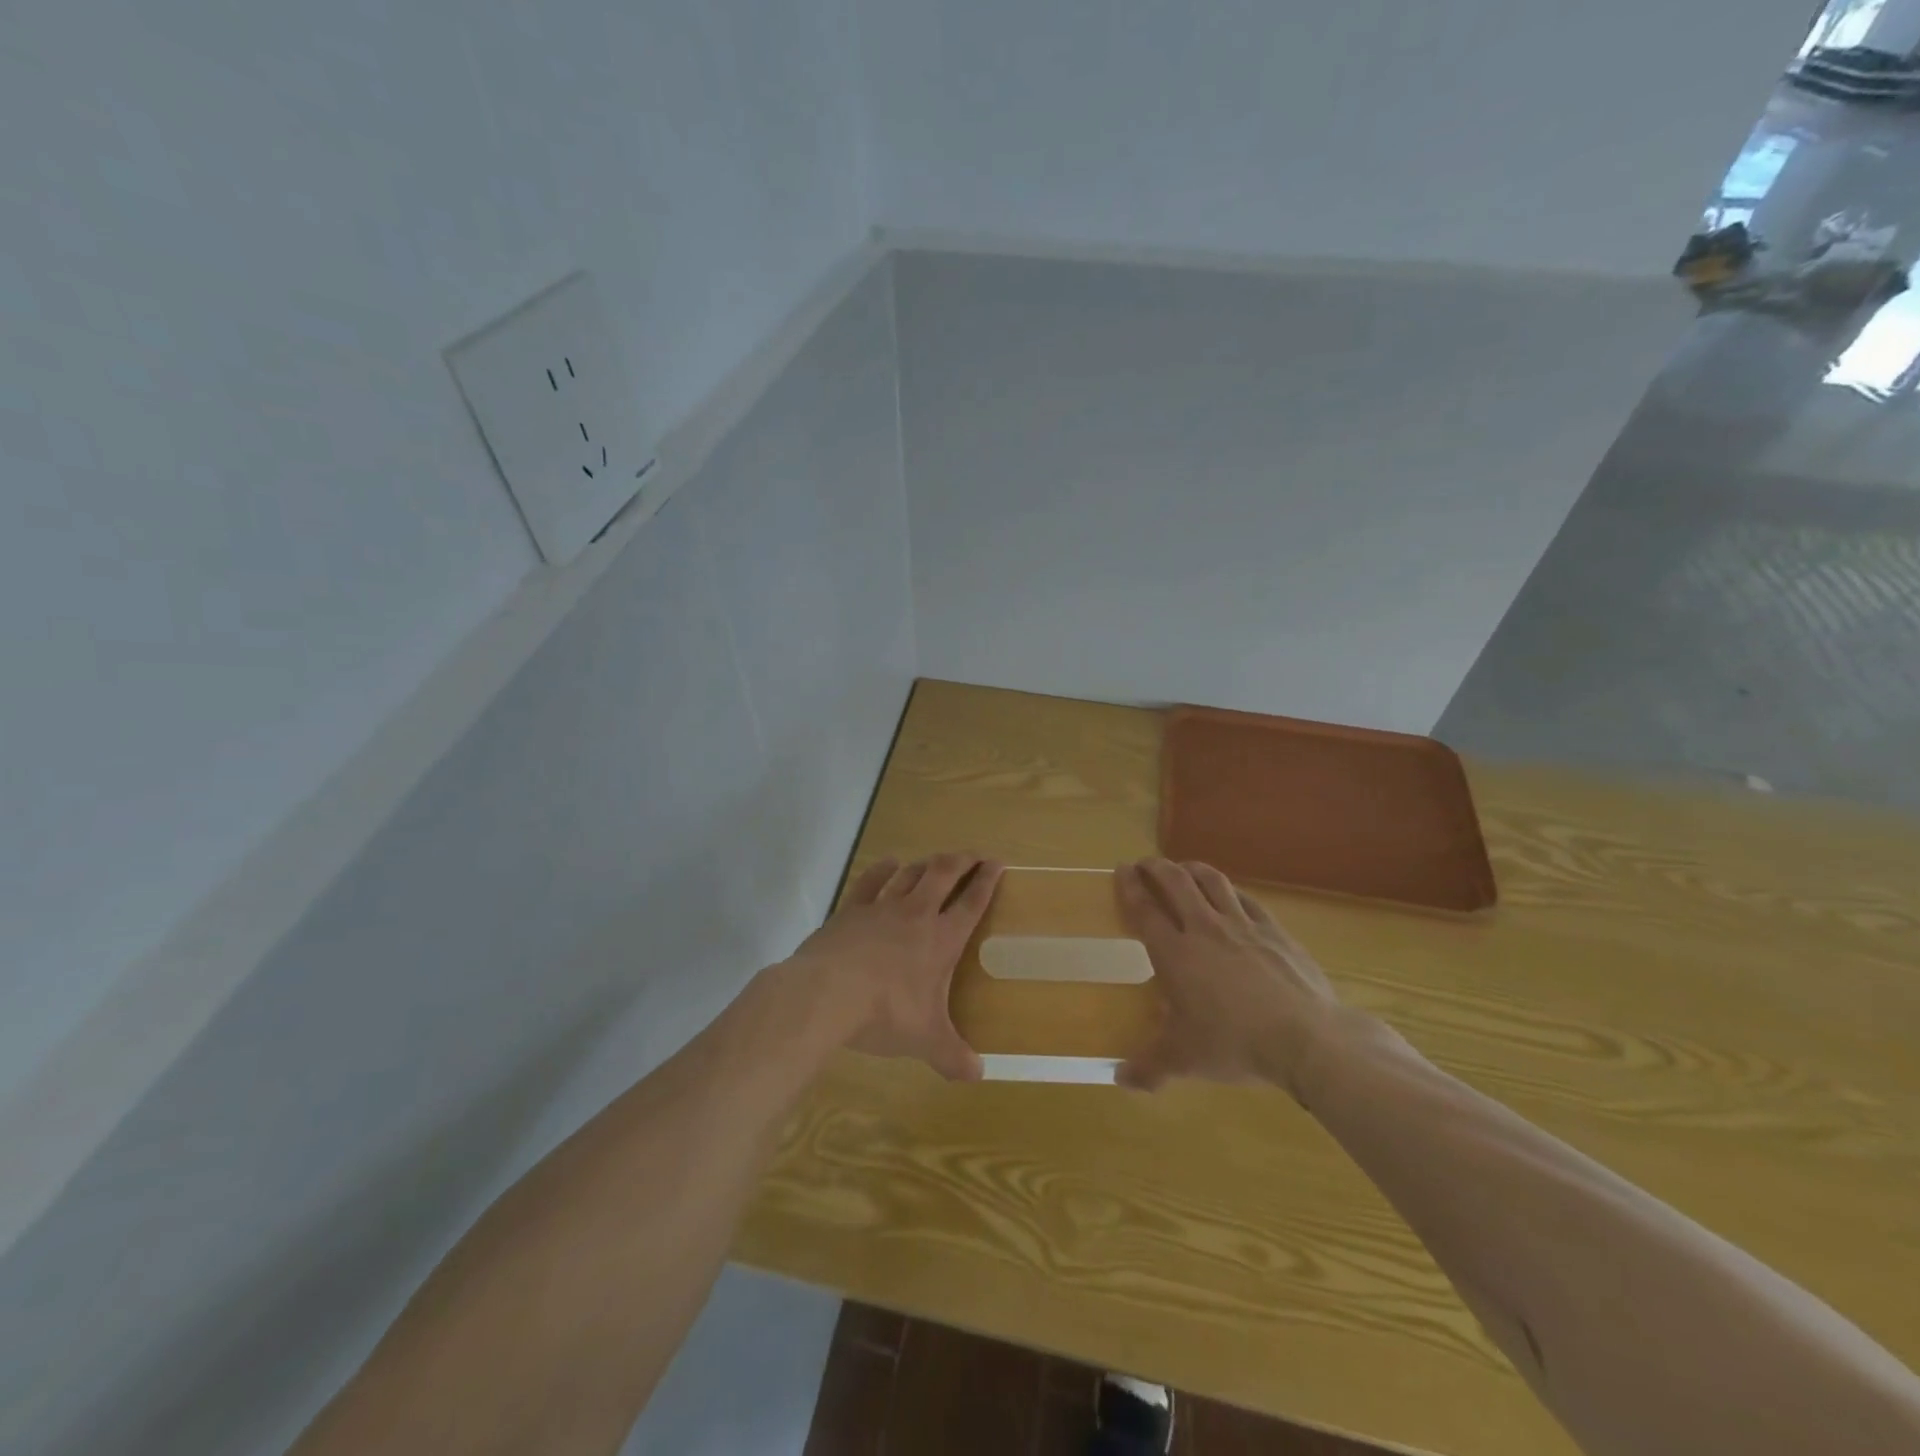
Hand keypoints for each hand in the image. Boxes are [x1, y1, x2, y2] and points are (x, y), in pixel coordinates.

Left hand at [788, 853, 1003, 1080]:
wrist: (827, 994)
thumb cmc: (885, 1013)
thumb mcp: (925, 1040)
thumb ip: (952, 1056)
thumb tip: (977, 1076)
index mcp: (941, 940)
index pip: (972, 903)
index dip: (987, 881)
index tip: (998, 864)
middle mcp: (916, 914)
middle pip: (944, 874)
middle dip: (962, 860)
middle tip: (974, 855)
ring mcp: (882, 907)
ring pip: (910, 873)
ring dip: (926, 864)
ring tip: (936, 861)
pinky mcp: (852, 909)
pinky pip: (871, 880)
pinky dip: (883, 869)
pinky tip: (889, 863)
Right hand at [1115, 858, 1343, 1097]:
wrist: (1307, 1038)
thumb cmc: (1235, 1044)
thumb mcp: (1185, 1061)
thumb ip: (1149, 1068)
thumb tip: (1119, 1079)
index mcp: (1175, 953)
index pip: (1145, 909)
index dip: (1130, 886)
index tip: (1121, 869)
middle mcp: (1204, 929)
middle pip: (1176, 882)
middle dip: (1157, 867)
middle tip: (1146, 864)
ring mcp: (1242, 925)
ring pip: (1212, 881)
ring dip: (1193, 869)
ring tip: (1184, 868)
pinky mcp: (1275, 931)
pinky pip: (1247, 899)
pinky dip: (1231, 891)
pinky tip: (1230, 895)